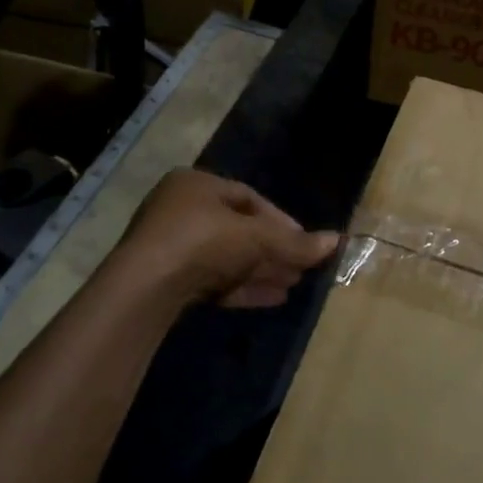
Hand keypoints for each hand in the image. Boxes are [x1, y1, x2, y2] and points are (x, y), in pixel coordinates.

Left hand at [116, 170, 338, 309]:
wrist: (145, 289)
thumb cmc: (203, 242)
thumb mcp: (256, 239)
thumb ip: (296, 243)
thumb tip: (338, 241)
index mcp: (196, 184)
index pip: (248, 198)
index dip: (281, 220)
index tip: (304, 241)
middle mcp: (180, 209)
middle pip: (239, 230)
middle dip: (273, 249)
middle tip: (301, 266)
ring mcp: (171, 247)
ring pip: (227, 257)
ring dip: (261, 270)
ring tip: (293, 285)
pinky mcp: (166, 280)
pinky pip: (213, 280)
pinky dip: (242, 287)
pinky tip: (272, 299)